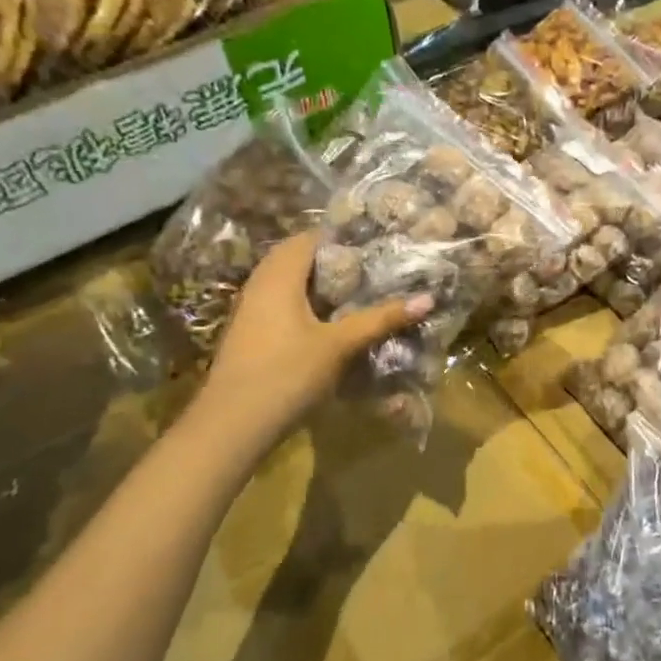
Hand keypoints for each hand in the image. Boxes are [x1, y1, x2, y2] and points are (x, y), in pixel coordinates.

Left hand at [196, 230, 430, 447]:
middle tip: (375, 267)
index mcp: (279, 276)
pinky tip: (335, 322)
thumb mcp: (340, 345)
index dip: (344, 236)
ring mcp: (253, 310)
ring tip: (362, 291)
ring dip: (323, 285)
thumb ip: (380, 319)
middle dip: (337, 261)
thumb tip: (428, 298)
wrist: (233, 424)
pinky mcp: (253, 334)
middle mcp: (261, 284)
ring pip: (292, 283)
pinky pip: (285, 304)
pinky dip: (311, 304)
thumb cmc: (286, 373)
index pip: (311, 237)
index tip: (378, 243)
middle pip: (301, 258)